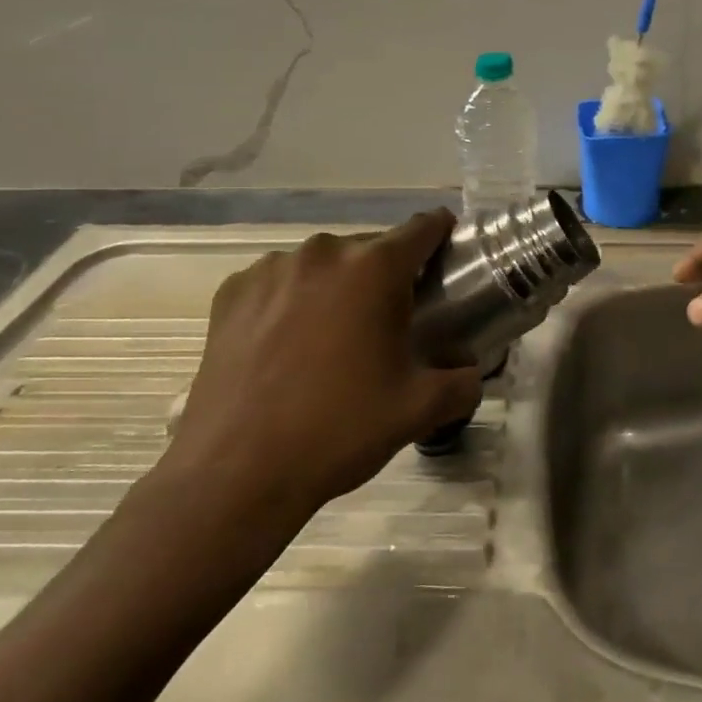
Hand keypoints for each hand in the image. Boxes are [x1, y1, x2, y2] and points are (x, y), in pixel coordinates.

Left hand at [161, 210, 481, 527]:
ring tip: (335, 338)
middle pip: (371, 248)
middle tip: (392, 322)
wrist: (235, 473)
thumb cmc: (339, 429)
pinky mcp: (231, 292)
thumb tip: (470, 372)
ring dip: (339, 287)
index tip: (447, 256)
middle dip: (387, 276)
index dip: (442, 236)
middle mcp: (323, 253)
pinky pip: (280, 282)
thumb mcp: (420, 409)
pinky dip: (294, 300)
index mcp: (374, 268)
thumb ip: (463, 382)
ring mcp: (271, 269)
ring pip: (324, 265)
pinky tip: (289, 345)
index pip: (423, 228)